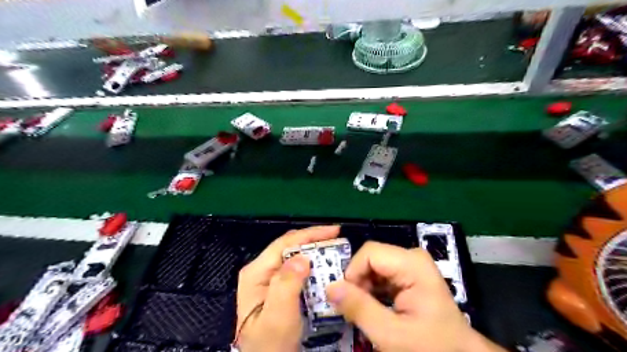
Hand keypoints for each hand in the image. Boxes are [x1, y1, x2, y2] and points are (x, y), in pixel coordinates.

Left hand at [236, 225, 340, 351]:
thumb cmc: (271, 344)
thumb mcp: (278, 316)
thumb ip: (287, 284)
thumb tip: (302, 257)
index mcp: (257, 272)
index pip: (285, 244)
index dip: (310, 235)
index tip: (335, 231)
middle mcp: (262, 271)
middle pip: (291, 247)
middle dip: (315, 242)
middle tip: (338, 242)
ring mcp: (270, 279)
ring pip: (296, 258)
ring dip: (316, 254)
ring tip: (335, 252)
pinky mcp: (279, 288)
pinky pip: (298, 271)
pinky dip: (313, 267)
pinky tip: (325, 268)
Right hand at [326, 242, 505, 351]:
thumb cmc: (430, 346)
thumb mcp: (391, 334)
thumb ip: (359, 308)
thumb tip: (330, 287)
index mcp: (412, 263)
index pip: (368, 253)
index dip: (353, 273)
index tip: (348, 300)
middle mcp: (411, 257)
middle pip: (370, 258)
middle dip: (358, 282)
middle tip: (355, 309)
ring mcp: (411, 264)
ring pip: (373, 266)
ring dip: (364, 288)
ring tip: (365, 311)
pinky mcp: (409, 274)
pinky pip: (381, 274)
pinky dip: (372, 290)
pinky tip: (375, 308)